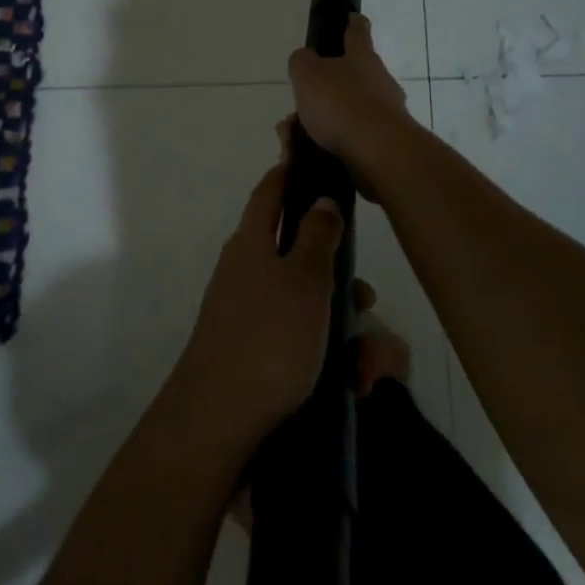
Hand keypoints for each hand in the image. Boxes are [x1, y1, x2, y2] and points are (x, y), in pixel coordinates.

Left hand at [173, 158, 343, 454]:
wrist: (218, 422)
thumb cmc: (269, 338)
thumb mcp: (305, 279)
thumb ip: (318, 235)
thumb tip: (321, 198)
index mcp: (252, 242)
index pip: (271, 190)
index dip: (292, 171)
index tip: (318, 162)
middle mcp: (246, 271)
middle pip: (300, 255)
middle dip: (340, 277)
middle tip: (366, 300)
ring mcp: (248, 314)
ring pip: (308, 304)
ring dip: (342, 326)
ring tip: (365, 366)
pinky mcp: (256, 352)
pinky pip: (301, 340)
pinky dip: (328, 354)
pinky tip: (350, 383)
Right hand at [286, 14, 414, 185]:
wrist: (379, 153)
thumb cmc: (341, 104)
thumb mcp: (307, 73)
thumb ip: (302, 62)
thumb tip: (306, 60)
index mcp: (362, 58)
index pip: (358, 31)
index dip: (352, 22)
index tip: (351, 16)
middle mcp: (378, 81)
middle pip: (347, 80)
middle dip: (319, 93)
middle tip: (294, 110)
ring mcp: (384, 113)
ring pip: (342, 114)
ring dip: (317, 124)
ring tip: (291, 140)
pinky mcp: (383, 144)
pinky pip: (347, 140)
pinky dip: (325, 146)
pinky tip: (305, 157)